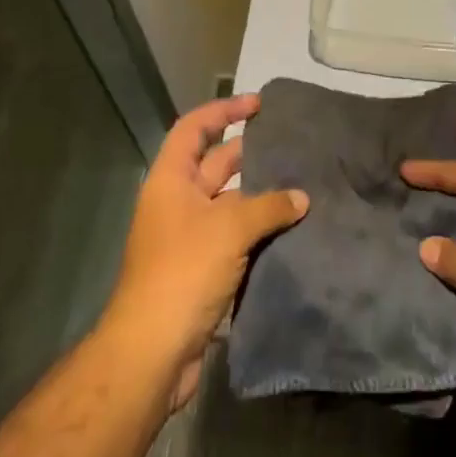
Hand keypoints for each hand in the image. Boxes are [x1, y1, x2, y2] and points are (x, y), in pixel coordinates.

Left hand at [103, 95, 307, 409]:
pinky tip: (292, 227)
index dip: (224, 110)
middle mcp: (177, 202)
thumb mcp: (229, 228)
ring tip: (302, 183)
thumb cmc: (184, 272)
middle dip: (250, 152)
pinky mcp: (202, 269)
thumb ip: (269, 206)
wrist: (153, 352)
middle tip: (291, 144)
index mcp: (171, 180)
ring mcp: (189, 237)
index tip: (259, 104)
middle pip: (215, 164)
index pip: (194, 128)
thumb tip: (302, 198)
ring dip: (260, 195)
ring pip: (229, 203)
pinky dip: (259, 229)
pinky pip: (235, 236)